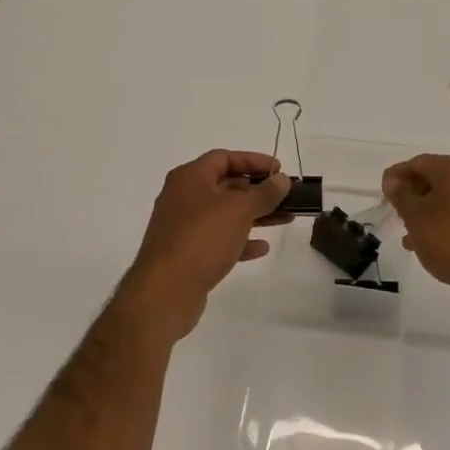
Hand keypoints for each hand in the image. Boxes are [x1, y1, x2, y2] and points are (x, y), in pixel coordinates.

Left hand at [119, 150, 290, 341]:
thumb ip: (264, 193)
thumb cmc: (202, 238)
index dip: (254, 160)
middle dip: (257, 190)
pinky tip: (261, 248)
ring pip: (224, 214)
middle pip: (225, 185)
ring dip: (254, 215)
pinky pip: (218, 240)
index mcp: (189, 178)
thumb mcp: (239, 210)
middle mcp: (183, 197)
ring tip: (284, 219)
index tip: (280, 170)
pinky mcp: (186, 254)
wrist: (165, 291)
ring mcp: (183, 227)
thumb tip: (282, 179)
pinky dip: (240, 240)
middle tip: (284, 196)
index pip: (224, 157)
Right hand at [381, 154, 449, 302]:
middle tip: (394, 211)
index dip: (396, 175)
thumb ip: (401, 195)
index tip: (382, 193)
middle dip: (412, 194)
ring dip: (426, 212)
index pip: (418, 162)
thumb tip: (393, 181)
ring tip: (407, 233)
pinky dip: (443, 223)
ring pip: (448, 198)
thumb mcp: (416, 217)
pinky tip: (429, 244)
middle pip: (435, 178)